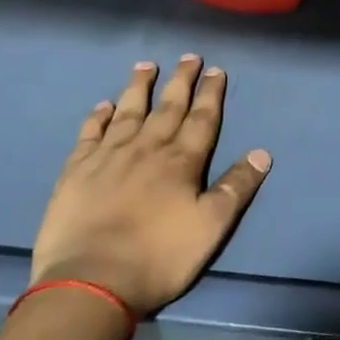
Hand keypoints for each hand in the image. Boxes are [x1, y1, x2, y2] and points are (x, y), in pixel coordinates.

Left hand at [31, 55, 270, 316]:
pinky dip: (97, 117)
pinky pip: (90, 135)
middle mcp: (146, 149)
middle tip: (188, 57)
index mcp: (181, 161)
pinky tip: (103, 106)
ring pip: (127, 112)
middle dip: (181, 81)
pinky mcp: (76, 172)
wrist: (91, 282)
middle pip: (167, 107)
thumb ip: (236, 187)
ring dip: (139, 88)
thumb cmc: (159, 257)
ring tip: (146, 66)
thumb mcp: (211, 227)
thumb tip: (263, 153)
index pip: (202, 119)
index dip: (211, 94)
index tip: (216, 70)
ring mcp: (108, 157)